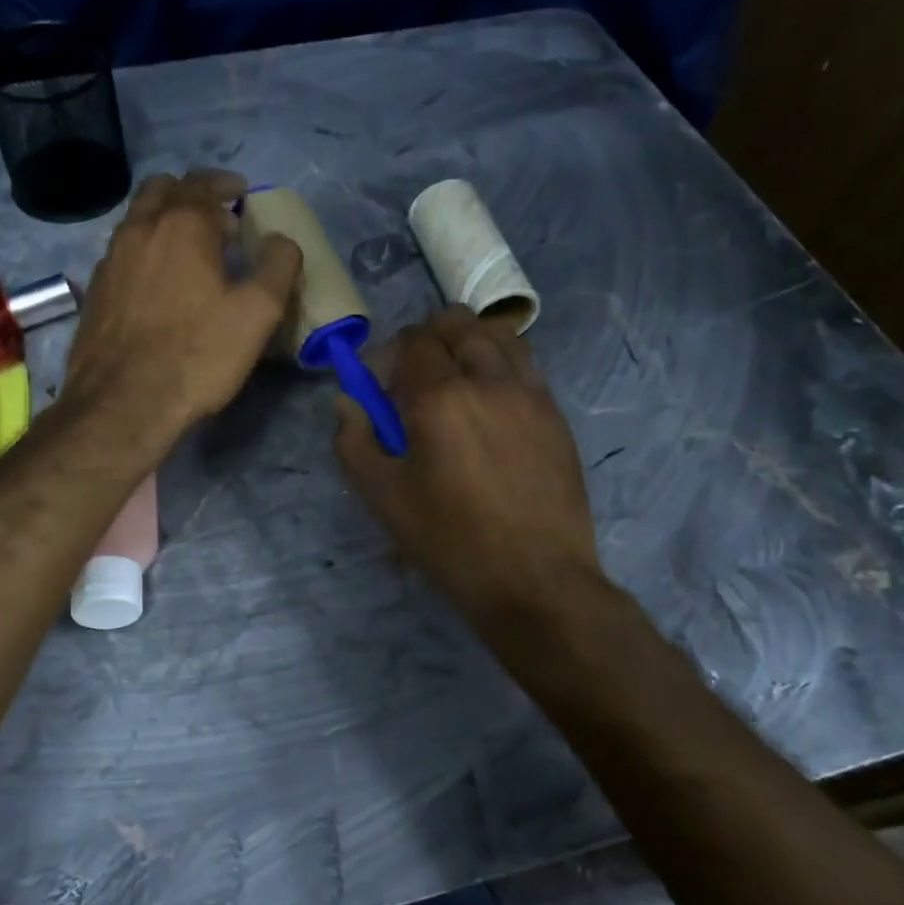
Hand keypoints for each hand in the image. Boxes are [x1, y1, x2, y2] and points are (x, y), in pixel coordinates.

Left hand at [65, 169, 302, 433]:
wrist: (123, 403)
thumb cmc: (197, 355)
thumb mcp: (258, 314)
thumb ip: (278, 267)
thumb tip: (282, 241)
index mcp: (182, 226)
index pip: (203, 183)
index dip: (226, 184)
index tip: (241, 193)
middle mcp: (140, 230)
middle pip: (161, 189)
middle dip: (190, 194)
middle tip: (215, 218)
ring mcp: (110, 259)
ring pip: (137, 219)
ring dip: (164, 220)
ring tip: (190, 250)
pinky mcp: (95, 291)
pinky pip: (123, 252)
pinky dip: (145, 251)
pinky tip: (159, 284)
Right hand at [334, 307, 604, 632]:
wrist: (536, 581)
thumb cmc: (450, 541)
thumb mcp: (383, 497)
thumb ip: (354, 440)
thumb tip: (347, 401)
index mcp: (440, 397)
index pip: (413, 340)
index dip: (390, 354)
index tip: (381, 386)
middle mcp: (489, 380)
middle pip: (458, 323)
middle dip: (428, 337)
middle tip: (415, 376)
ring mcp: (530, 394)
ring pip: (499, 335)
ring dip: (469, 341)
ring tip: (456, 378)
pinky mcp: (556, 415)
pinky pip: (526, 364)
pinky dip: (501, 363)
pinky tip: (490, 402)